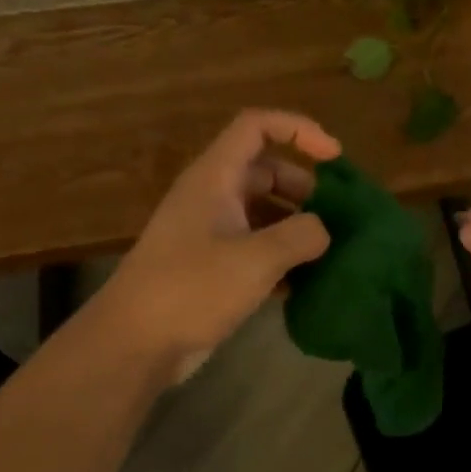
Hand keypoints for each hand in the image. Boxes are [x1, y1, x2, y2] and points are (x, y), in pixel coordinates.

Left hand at [93, 110, 339, 373]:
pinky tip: (306, 282)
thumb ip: (301, 236)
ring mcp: (211, 233)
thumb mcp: (256, 259)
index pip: (257, 126)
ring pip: (263, 212)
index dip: (299, 130)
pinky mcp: (212, 267)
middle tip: (336, 216)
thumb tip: (323, 230)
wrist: (134, 344)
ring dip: (296, 225)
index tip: (334, 157)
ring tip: (329, 251)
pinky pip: (256, 247)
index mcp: (215, 178)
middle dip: (305, 187)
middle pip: (265, 170)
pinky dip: (282, 256)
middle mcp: (212, 197)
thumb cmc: (191, 289)